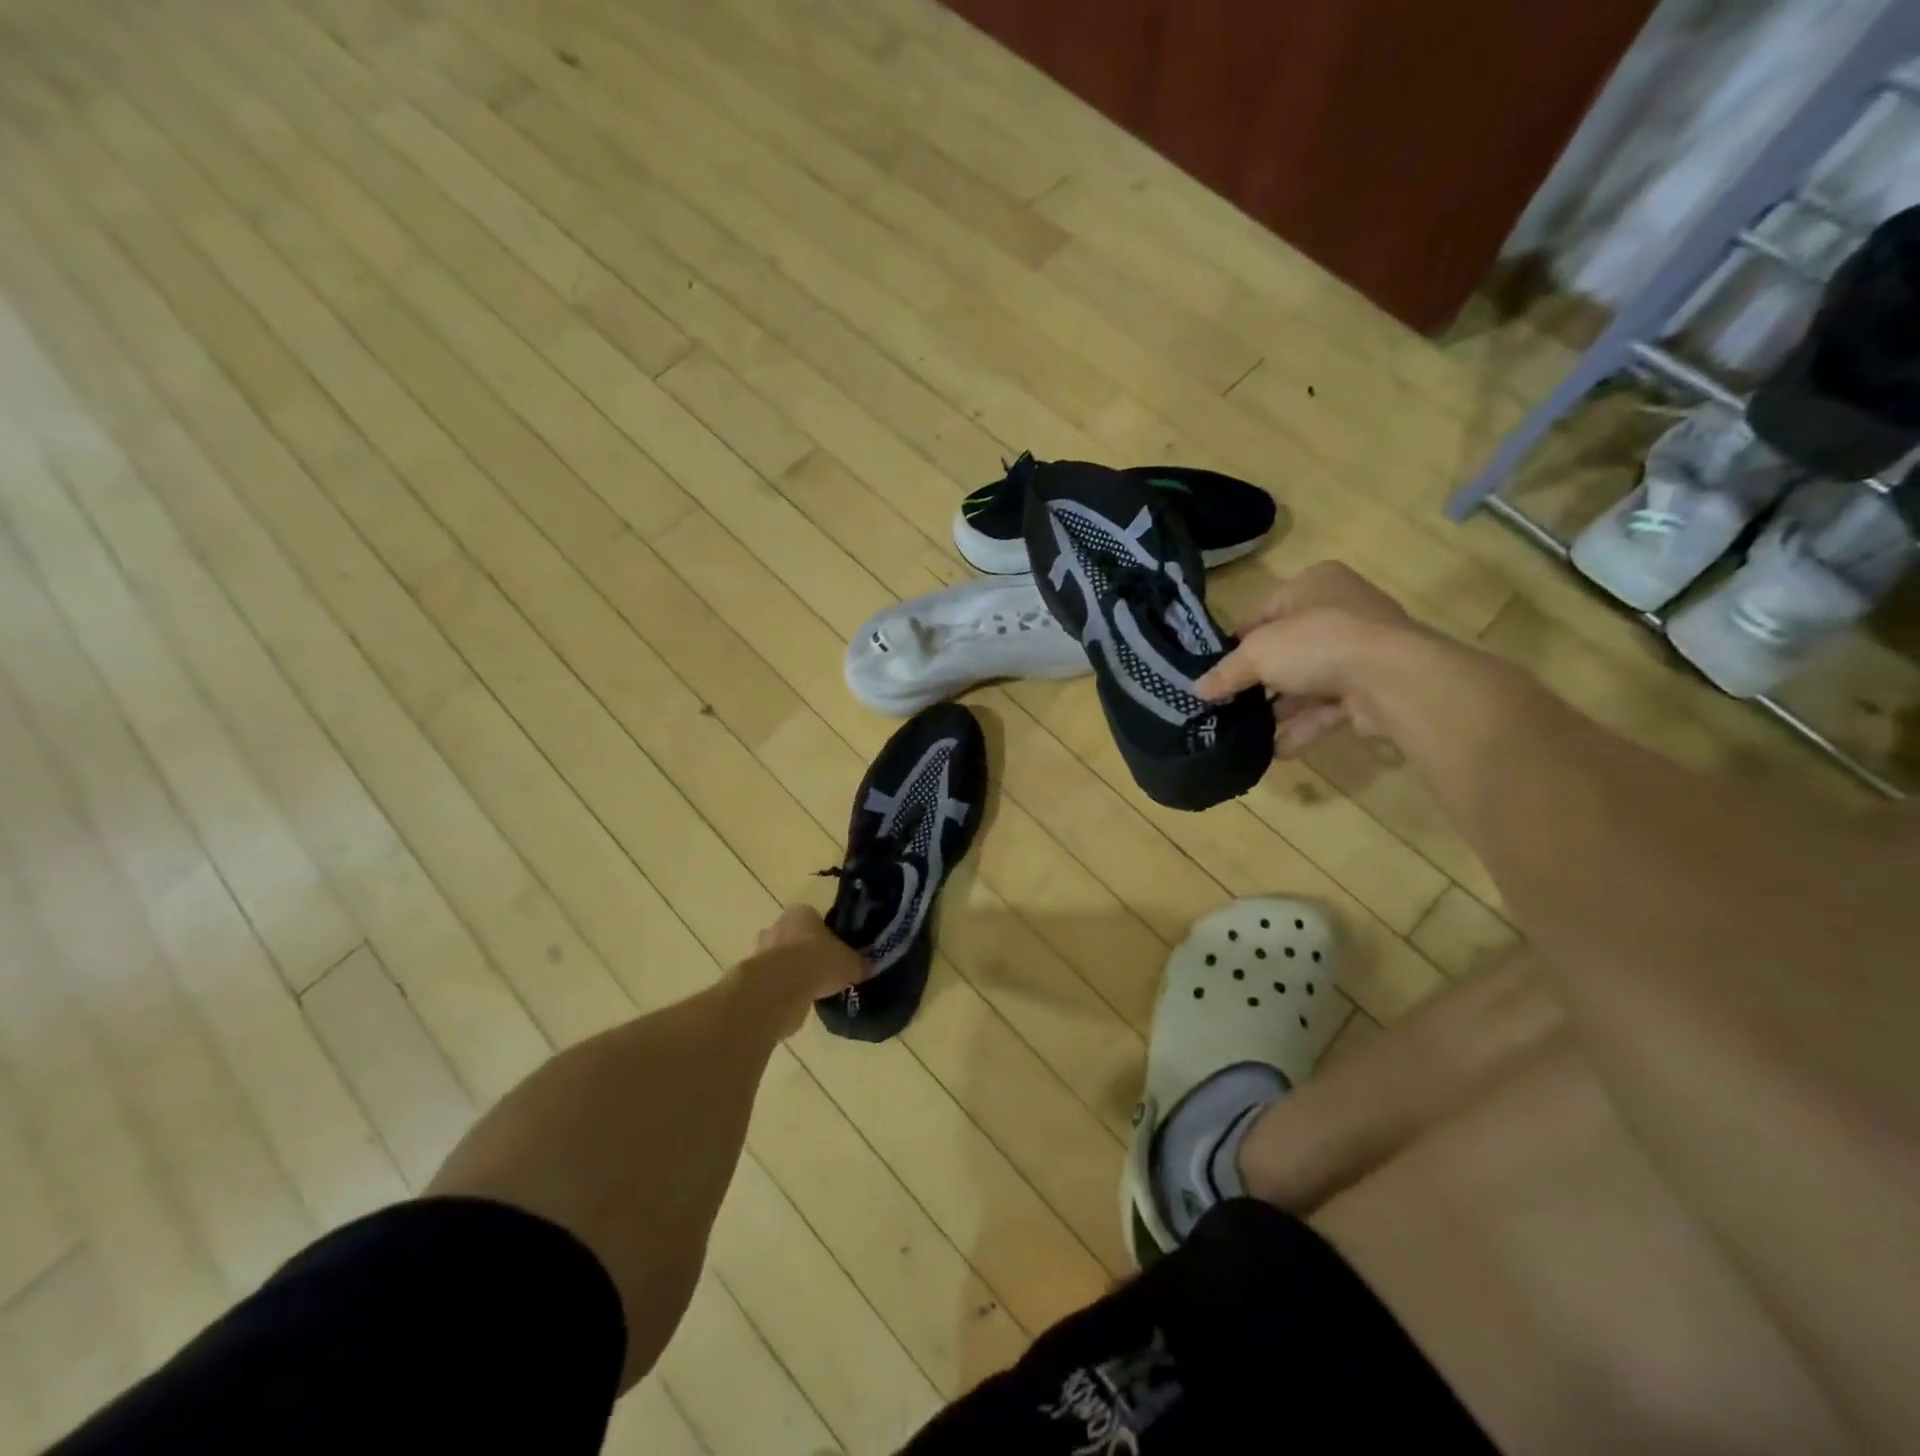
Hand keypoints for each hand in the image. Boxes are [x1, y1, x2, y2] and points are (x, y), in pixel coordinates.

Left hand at [745, 906, 865, 1035]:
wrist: (780, 989)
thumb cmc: (818, 963)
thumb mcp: (850, 963)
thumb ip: (857, 964)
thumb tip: (866, 968)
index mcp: (801, 913)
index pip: (815, 919)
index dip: (826, 935)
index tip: (836, 952)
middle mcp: (778, 926)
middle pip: (794, 937)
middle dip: (805, 952)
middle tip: (824, 971)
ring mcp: (761, 951)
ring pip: (781, 960)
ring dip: (793, 973)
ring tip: (813, 990)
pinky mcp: (752, 978)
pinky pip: (773, 982)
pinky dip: (784, 991)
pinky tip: (799, 1003)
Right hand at [1196, 563, 1421, 756]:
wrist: (1392, 678)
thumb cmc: (1317, 643)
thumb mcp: (1257, 653)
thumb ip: (1226, 672)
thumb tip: (1197, 689)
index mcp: (1314, 584)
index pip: (1266, 612)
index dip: (1240, 642)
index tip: (1219, 671)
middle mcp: (1341, 611)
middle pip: (1288, 649)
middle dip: (1260, 680)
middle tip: (1229, 704)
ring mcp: (1361, 651)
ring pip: (1308, 681)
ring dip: (1279, 708)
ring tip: (1245, 732)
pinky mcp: (1372, 688)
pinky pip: (1327, 709)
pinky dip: (1302, 728)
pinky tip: (1274, 750)